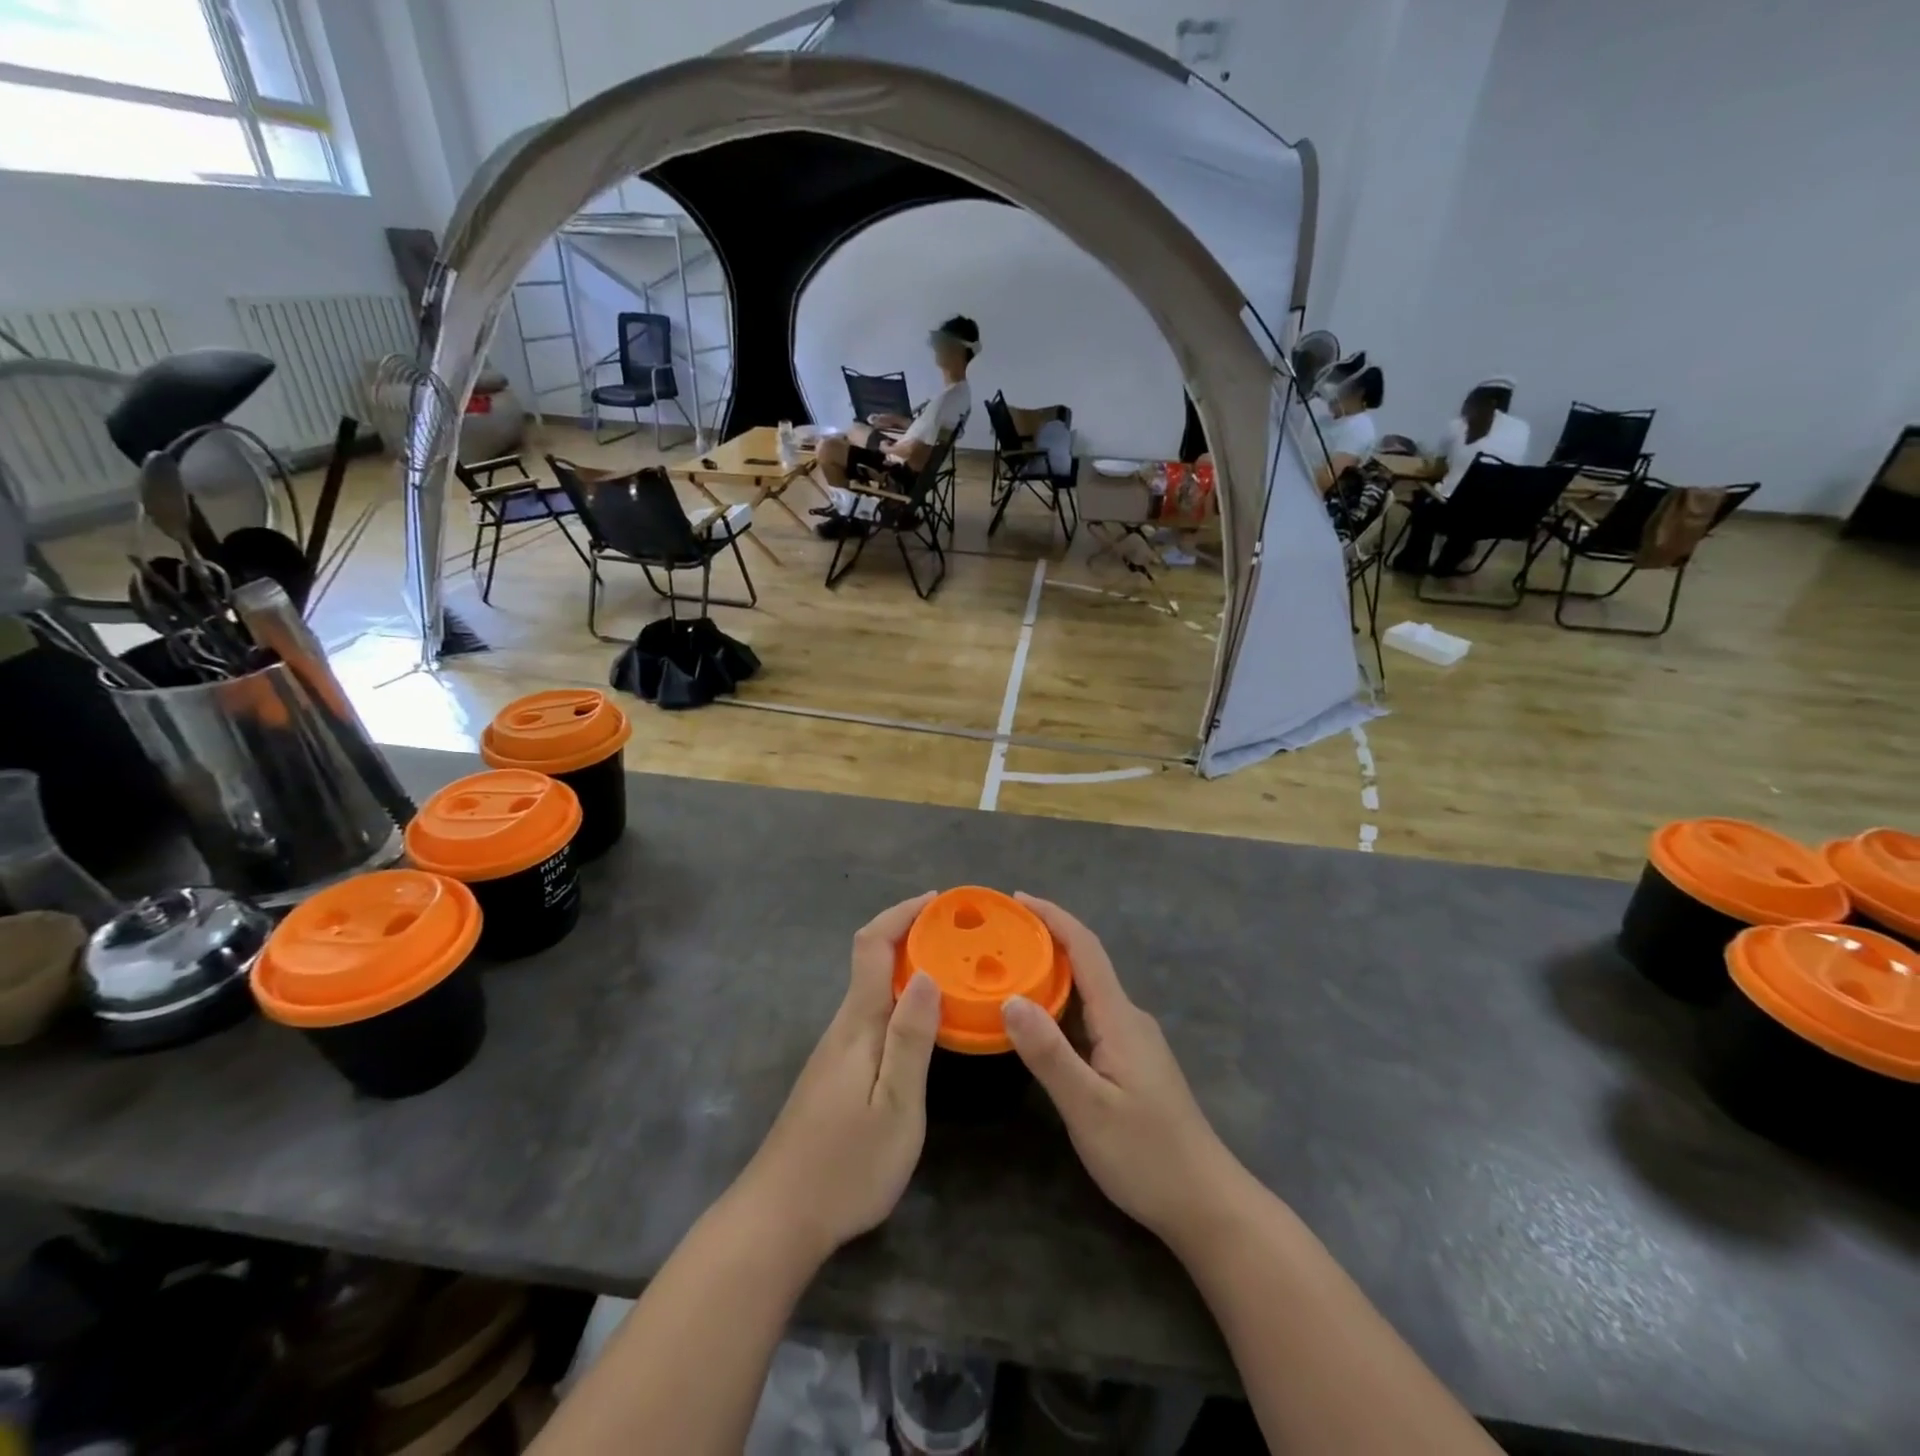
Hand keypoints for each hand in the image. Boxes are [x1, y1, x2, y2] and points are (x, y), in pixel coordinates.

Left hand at [737, 894, 942, 1259]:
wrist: (779, 1218)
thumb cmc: (846, 1164)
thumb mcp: (895, 1105)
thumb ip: (910, 1038)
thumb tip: (927, 972)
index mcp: (858, 1024)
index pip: (872, 945)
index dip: (902, 914)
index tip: (938, 901)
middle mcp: (844, 1026)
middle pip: (871, 960)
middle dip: (911, 935)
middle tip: (960, 936)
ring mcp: (836, 1050)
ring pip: (872, 988)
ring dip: (908, 967)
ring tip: (953, 971)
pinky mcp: (835, 1072)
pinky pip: (872, 1014)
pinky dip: (900, 998)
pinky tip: (923, 1021)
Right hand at [1001, 896, 1252, 1250]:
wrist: (1207, 1203)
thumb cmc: (1147, 1155)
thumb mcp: (1089, 1108)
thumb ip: (1049, 1053)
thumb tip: (1010, 998)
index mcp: (1120, 1018)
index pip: (1086, 949)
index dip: (1053, 917)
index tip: (1016, 899)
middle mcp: (1128, 1019)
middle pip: (1086, 963)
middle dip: (1045, 940)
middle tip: (997, 937)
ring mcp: (1132, 1041)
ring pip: (1087, 992)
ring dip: (1051, 973)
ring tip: (1006, 970)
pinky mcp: (1131, 1062)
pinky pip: (1090, 1017)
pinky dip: (1060, 1005)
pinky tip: (1037, 1020)